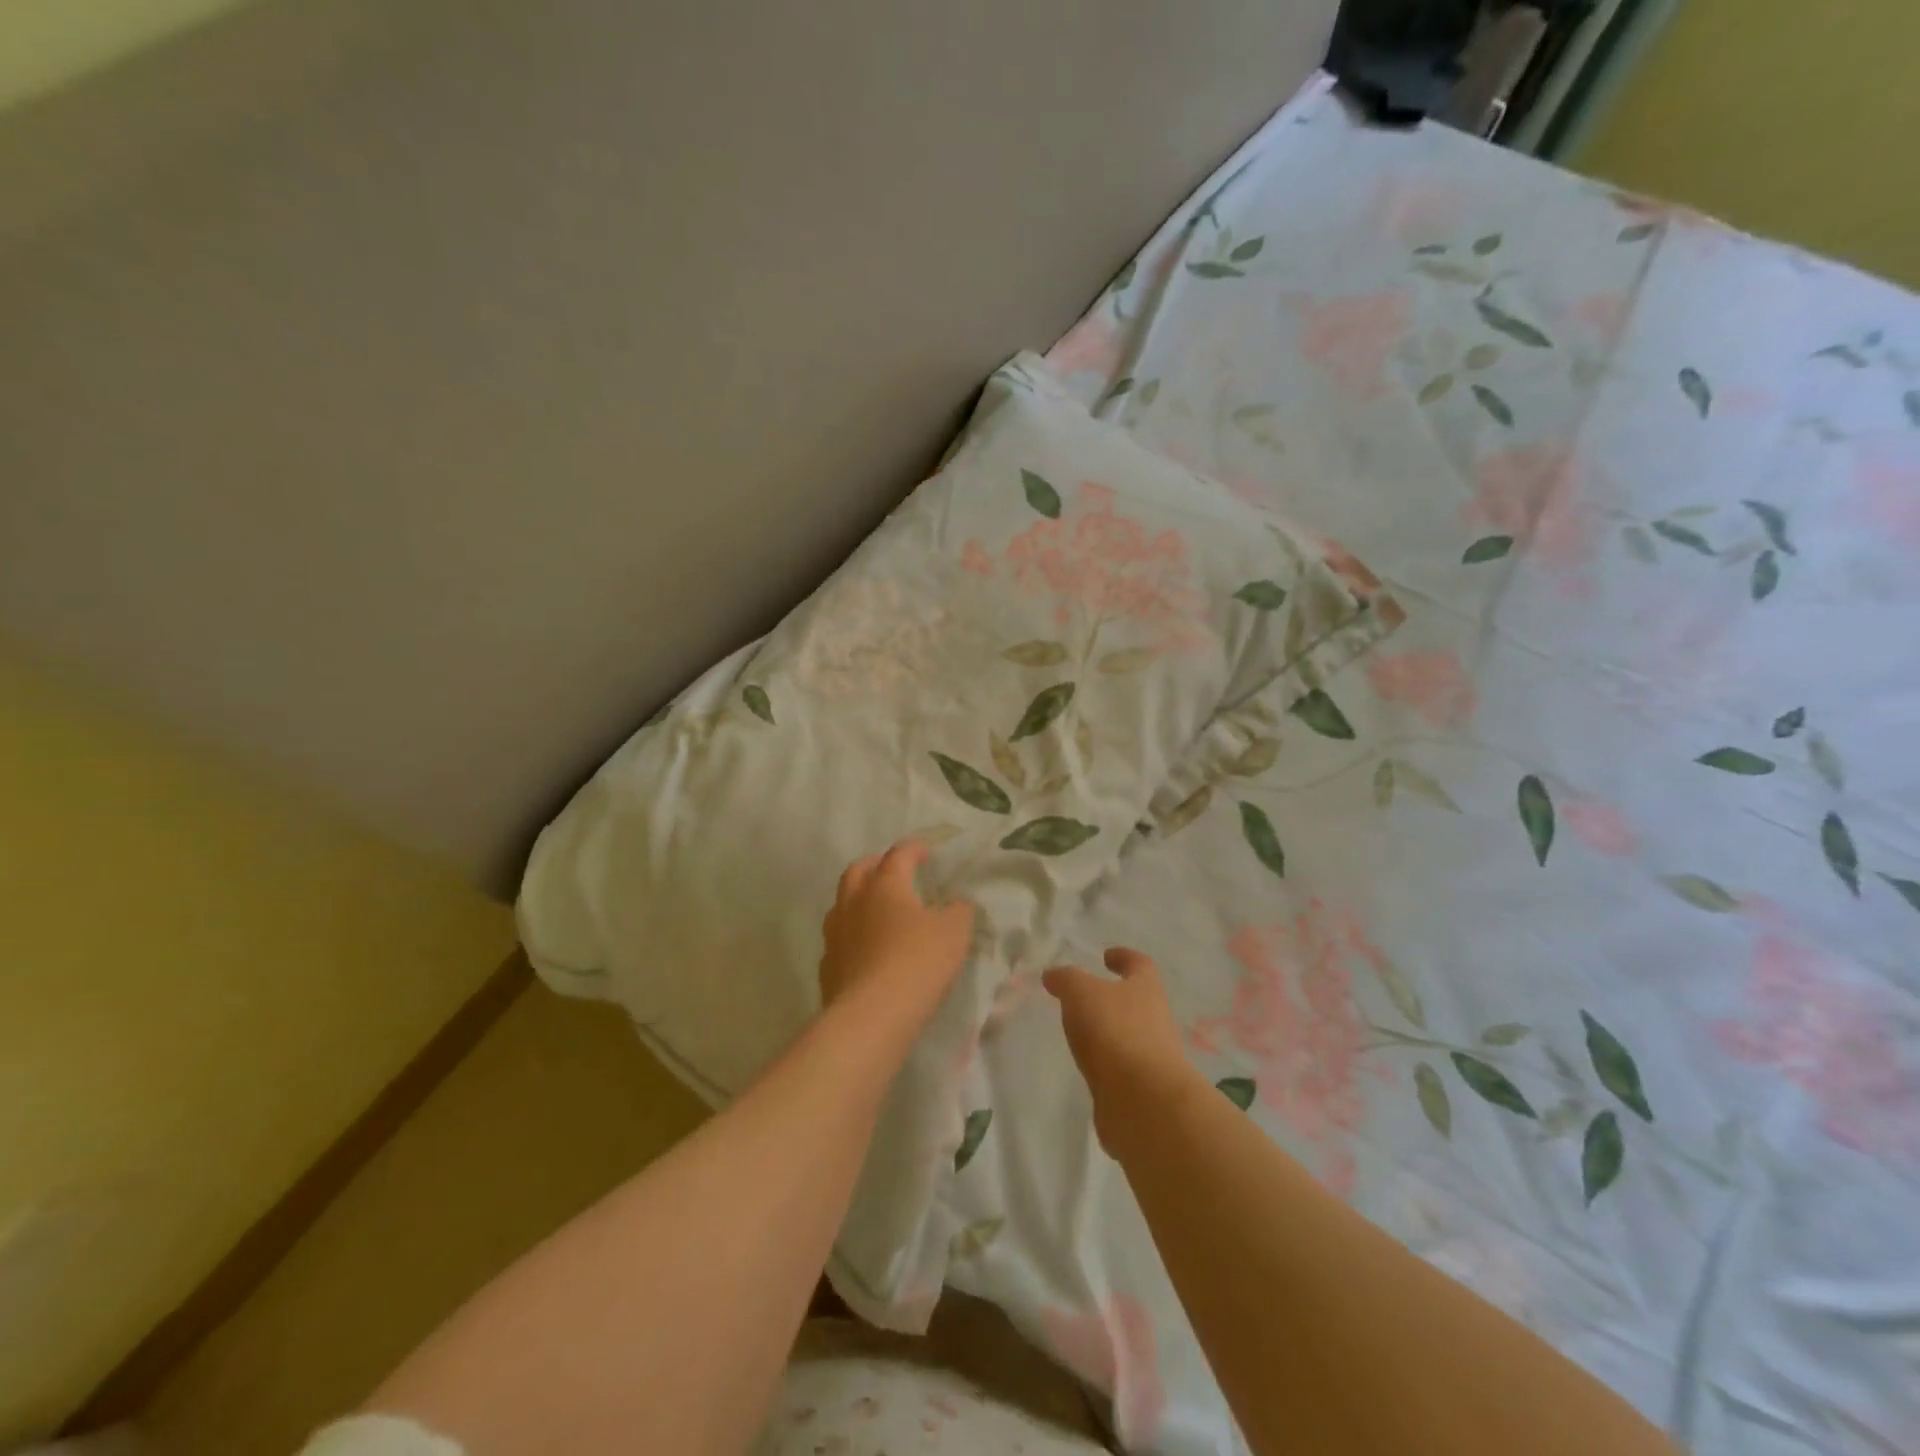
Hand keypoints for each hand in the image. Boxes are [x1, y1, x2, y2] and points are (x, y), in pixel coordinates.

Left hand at [820, 841, 975, 1024]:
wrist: (872, 1016)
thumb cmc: (917, 962)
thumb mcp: (954, 933)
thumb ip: (959, 912)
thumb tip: (958, 904)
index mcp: (885, 886)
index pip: (898, 856)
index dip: (913, 849)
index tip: (925, 851)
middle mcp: (853, 903)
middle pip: (857, 871)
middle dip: (874, 865)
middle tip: (889, 869)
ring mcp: (835, 935)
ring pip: (841, 904)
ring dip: (857, 899)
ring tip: (874, 909)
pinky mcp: (827, 966)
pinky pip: (838, 940)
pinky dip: (852, 936)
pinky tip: (864, 950)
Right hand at [1044, 948, 1198, 1153]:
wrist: (1144, 1101)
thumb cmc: (1115, 1031)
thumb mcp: (1081, 993)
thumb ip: (1066, 980)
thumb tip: (1053, 975)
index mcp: (1146, 988)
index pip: (1139, 963)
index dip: (1123, 956)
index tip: (1107, 955)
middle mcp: (1155, 1018)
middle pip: (1137, 999)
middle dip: (1113, 997)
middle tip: (1085, 996)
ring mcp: (1152, 1055)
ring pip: (1129, 1033)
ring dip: (1109, 1030)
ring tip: (1080, 1030)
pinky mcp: (1143, 1087)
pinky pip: (1121, 1066)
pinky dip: (1106, 1061)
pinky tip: (1087, 1063)